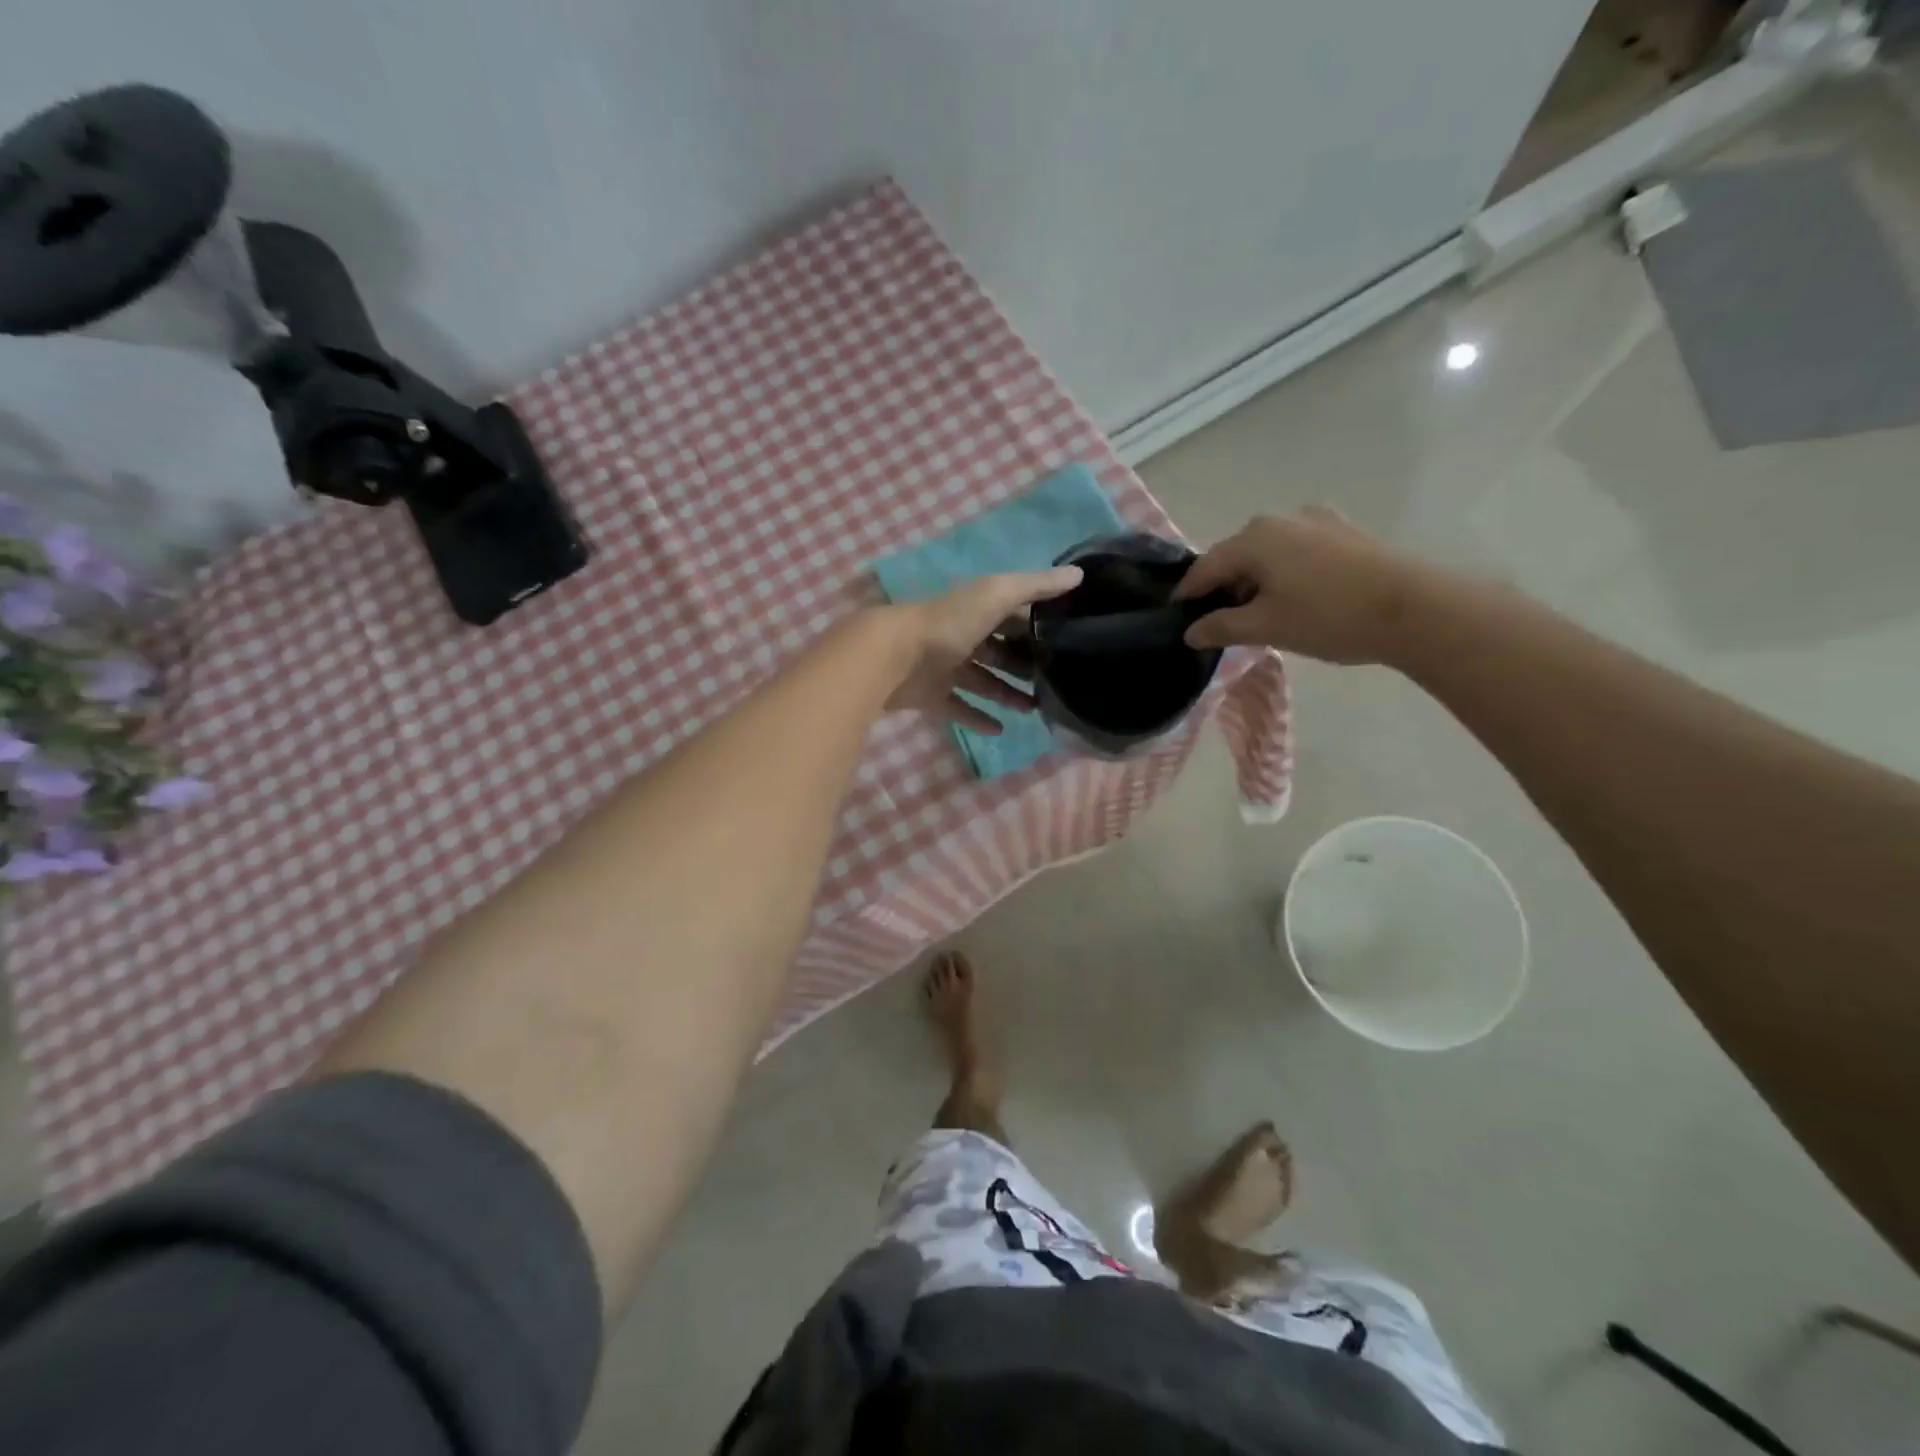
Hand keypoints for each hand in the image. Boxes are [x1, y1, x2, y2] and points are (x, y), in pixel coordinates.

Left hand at [885, 566, 1082, 733]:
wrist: (894, 655)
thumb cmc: (949, 621)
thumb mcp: (997, 594)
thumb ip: (1036, 585)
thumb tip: (1079, 573)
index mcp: (978, 609)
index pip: (1014, 616)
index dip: (1038, 628)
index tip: (1068, 643)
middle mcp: (963, 636)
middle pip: (1000, 652)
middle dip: (1025, 665)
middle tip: (1054, 683)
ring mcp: (946, 667)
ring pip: (984, 681)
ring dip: (1008, 694)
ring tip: (1035, 710)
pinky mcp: (933, 695)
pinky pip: (960, 708)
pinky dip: (978, 718)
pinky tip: (1000, 730)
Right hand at [1173, 507, 1429, 664]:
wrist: (1414, 609)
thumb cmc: (1328, 617)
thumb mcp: (1266, 627)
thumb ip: (1222, 627)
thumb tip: (1190, 632)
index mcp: (1254, 538)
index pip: (1206, 567)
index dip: (1188, 594)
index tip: (1177, 616)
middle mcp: (1281, 519)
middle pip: (1237, 556)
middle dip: (1224, 587)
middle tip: (1219, 622)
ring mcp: (1317, 521)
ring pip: (1269, 553)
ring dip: (1257, 581)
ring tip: (1259, 613)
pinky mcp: (1346, 533)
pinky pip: (1299, 552)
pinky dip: (1286, 572)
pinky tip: (1296, 597)